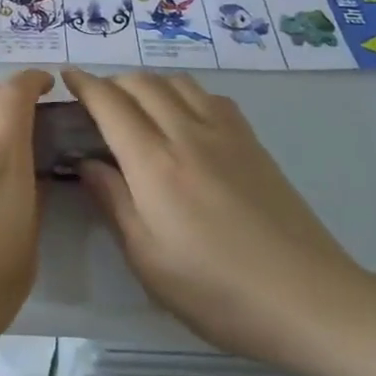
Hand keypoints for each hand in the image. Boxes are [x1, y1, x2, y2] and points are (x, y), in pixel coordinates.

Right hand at [64, 68, 369, 368]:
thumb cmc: (217, 290)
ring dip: (148, 83)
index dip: (84, 84)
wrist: (309, 299)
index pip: (110, 104)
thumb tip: (87, 162)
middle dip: (112, 82)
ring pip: (177, 82)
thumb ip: (113, 202)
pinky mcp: (253, 143)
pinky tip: (184, 117)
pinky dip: (184, 92)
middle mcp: (187, 134)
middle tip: (96, 100)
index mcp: (154, 163)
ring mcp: (225, 134)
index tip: (67, 77)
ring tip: (136, 105)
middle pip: (142, 83)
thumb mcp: (148, 259)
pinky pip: (210, 96)